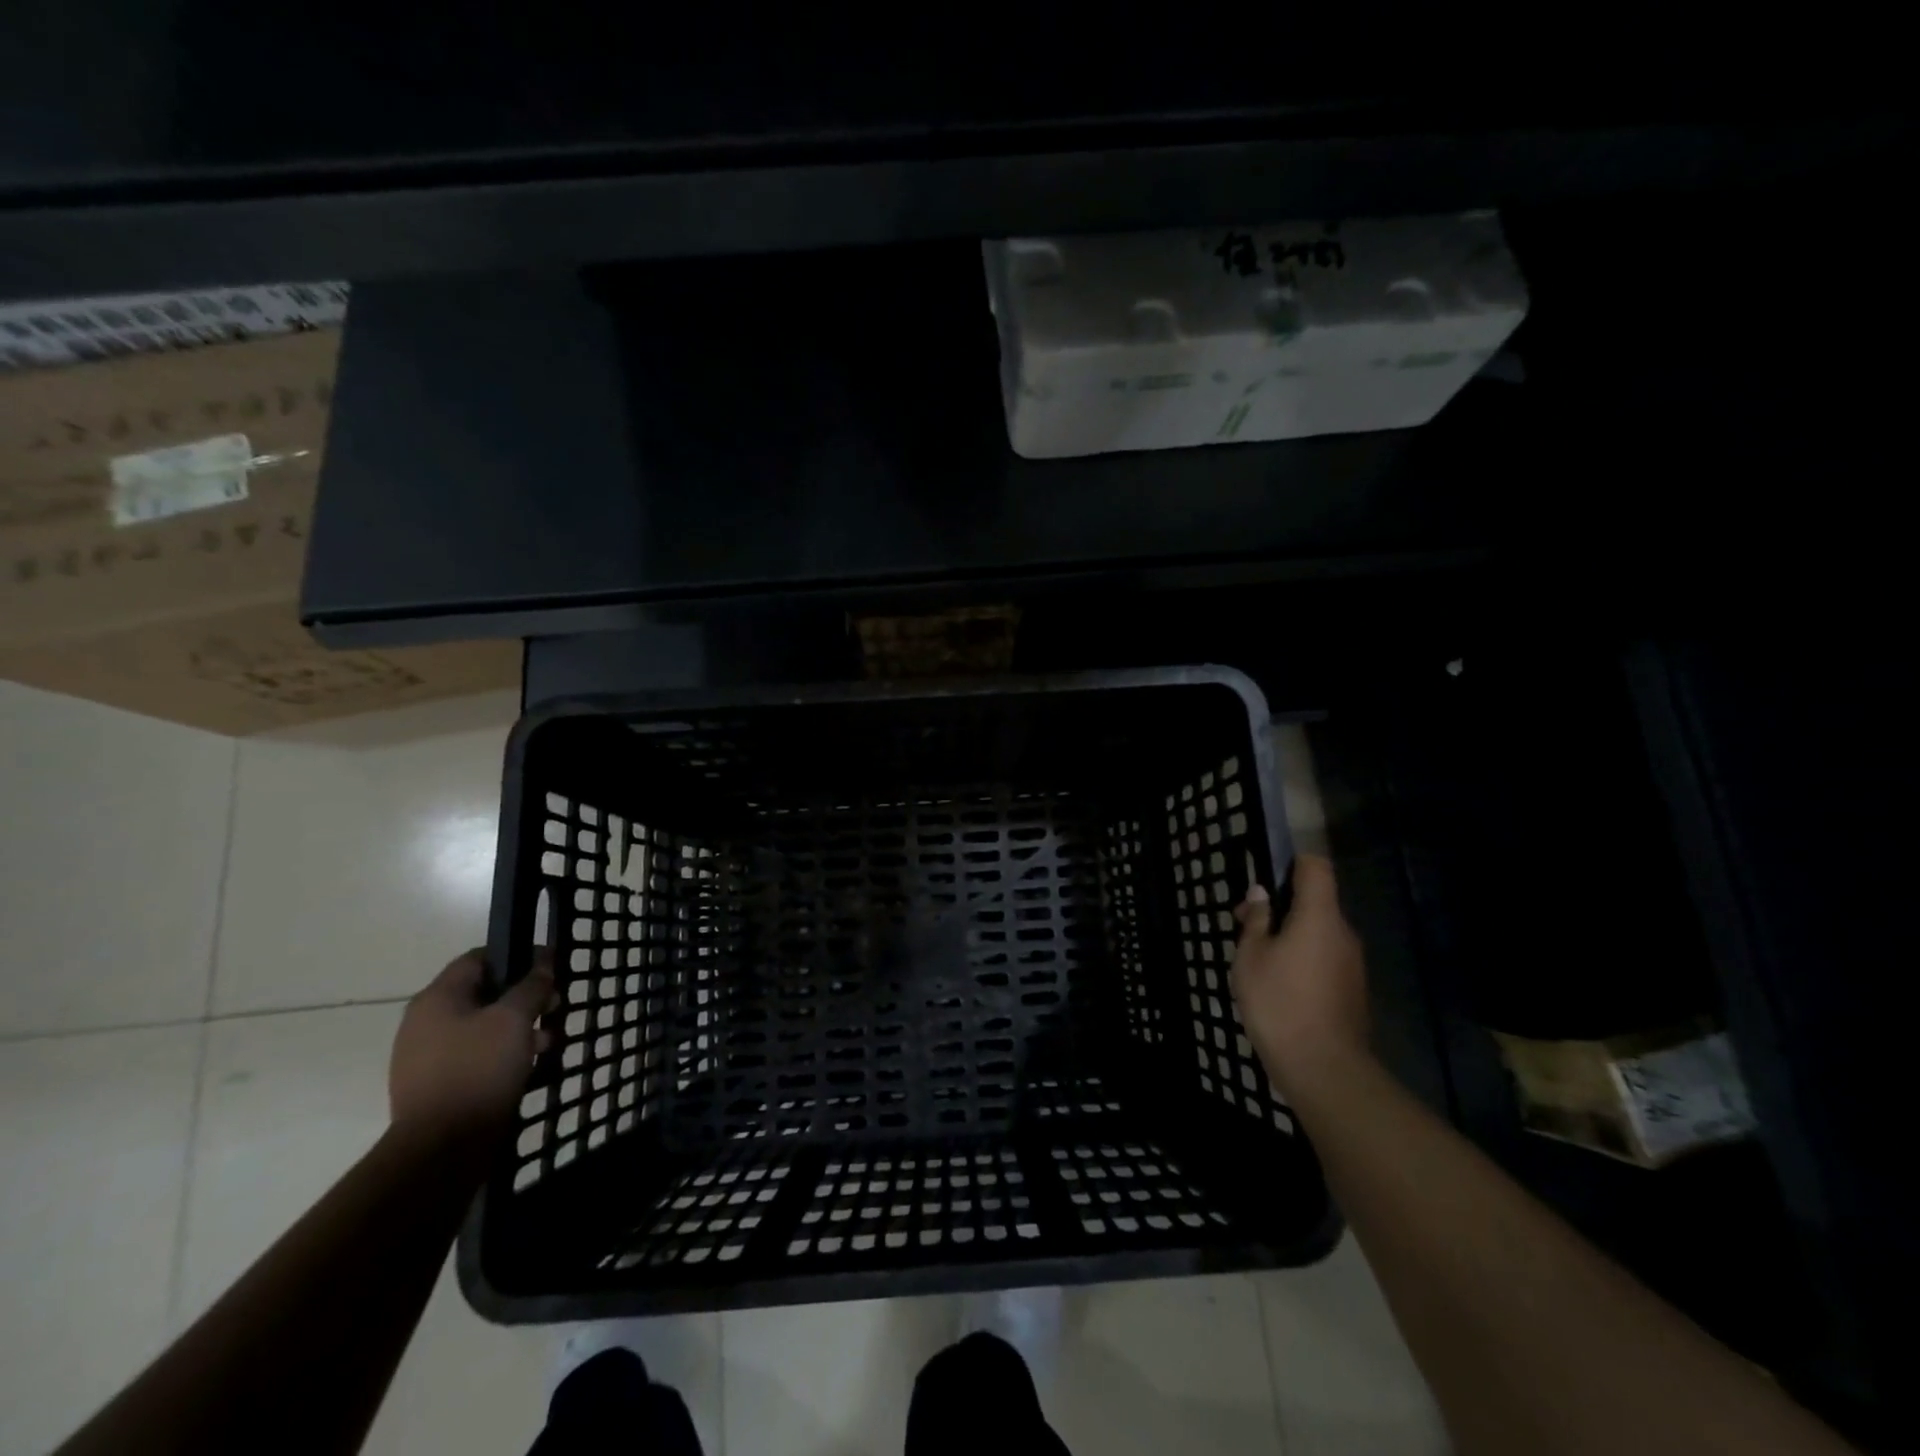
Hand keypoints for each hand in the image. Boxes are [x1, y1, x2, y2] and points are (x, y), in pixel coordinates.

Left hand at [389, 950, 552, 1144]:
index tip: (549, 967)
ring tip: (550, 1040)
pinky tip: (530, 1065)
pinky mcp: (439, 1084)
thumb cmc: (479, 1069)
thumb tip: (544, 962)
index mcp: (437, 999)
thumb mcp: (514, 1018)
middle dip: (524, 996)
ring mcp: (428, 1056)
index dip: (516, 955)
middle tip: (555, 1006)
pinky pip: (477, 1055)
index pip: (478, 958)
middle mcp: (426, 1022)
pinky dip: (504, 1053)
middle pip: (483, 993)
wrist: (441, 1149)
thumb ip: (532, 986)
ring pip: (483, 1026)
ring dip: (519, 1027)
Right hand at [1231, 854, 1371, 1100]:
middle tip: (1243, 925)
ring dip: (1289, 934)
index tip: (1264, 877)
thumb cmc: (1279, 1002)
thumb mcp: (1251, 956)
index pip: (1316, 867)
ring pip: (1318, 931)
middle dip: (1280, 905)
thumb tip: (1262, 894)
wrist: (1323, 1068)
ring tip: (1256, 959)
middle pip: (1315, 901)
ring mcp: (1352, 963)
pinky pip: (1325, 956)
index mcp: (1320, 917)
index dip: (1292, 863)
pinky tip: (1278, 983)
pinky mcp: (1352, 988)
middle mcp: (1343, 933)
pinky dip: (1302, 957)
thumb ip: (1257, 920)